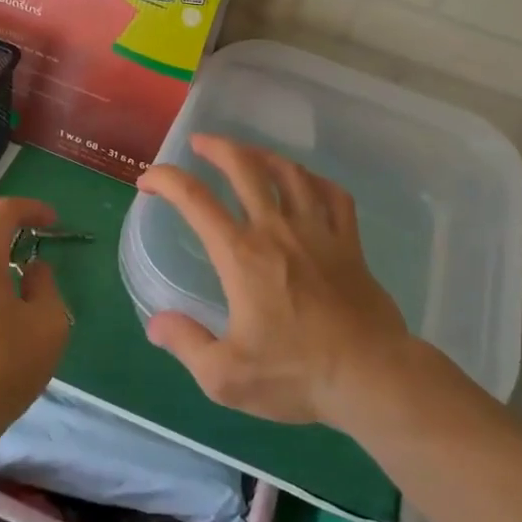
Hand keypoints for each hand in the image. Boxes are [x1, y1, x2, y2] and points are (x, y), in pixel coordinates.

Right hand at [137, 135, 409, 426]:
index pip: (195, 199)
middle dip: (217, 147)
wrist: (372, 377)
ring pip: (289, 172)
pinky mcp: (350, 243)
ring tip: (248, 155)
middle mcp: (277, 230)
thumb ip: (186, 344)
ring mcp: (318, 231)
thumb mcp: (226, 377)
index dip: (166, 179)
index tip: (148, 181)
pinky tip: (306, 182)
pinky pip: (333, 195)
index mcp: (242, 255)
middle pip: (245, 167)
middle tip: (200, 143)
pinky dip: (315, 180)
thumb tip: (155, 323)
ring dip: (263, 155)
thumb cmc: (297, 375)